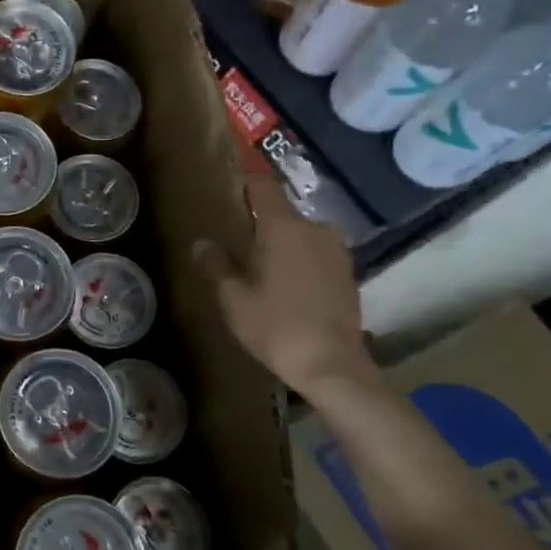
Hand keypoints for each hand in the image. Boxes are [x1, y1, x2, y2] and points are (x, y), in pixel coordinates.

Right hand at [193, 172, 373, 397]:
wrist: (331, 365)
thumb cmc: (275, 326)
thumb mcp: (233, 298)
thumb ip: (216, 265)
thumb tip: (201, 243)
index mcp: (283, 227)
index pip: (263, 187)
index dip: (246, 184)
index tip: (229, 191)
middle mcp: (315, 229)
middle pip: (283, 213)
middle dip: (262, 223)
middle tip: (240, 243)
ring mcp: (336, 251)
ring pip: (302, 235)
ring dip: (284, 244)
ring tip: (263, 267)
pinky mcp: (348, 273)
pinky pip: (317, 254)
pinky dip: (301, 261)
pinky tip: (287, 285)